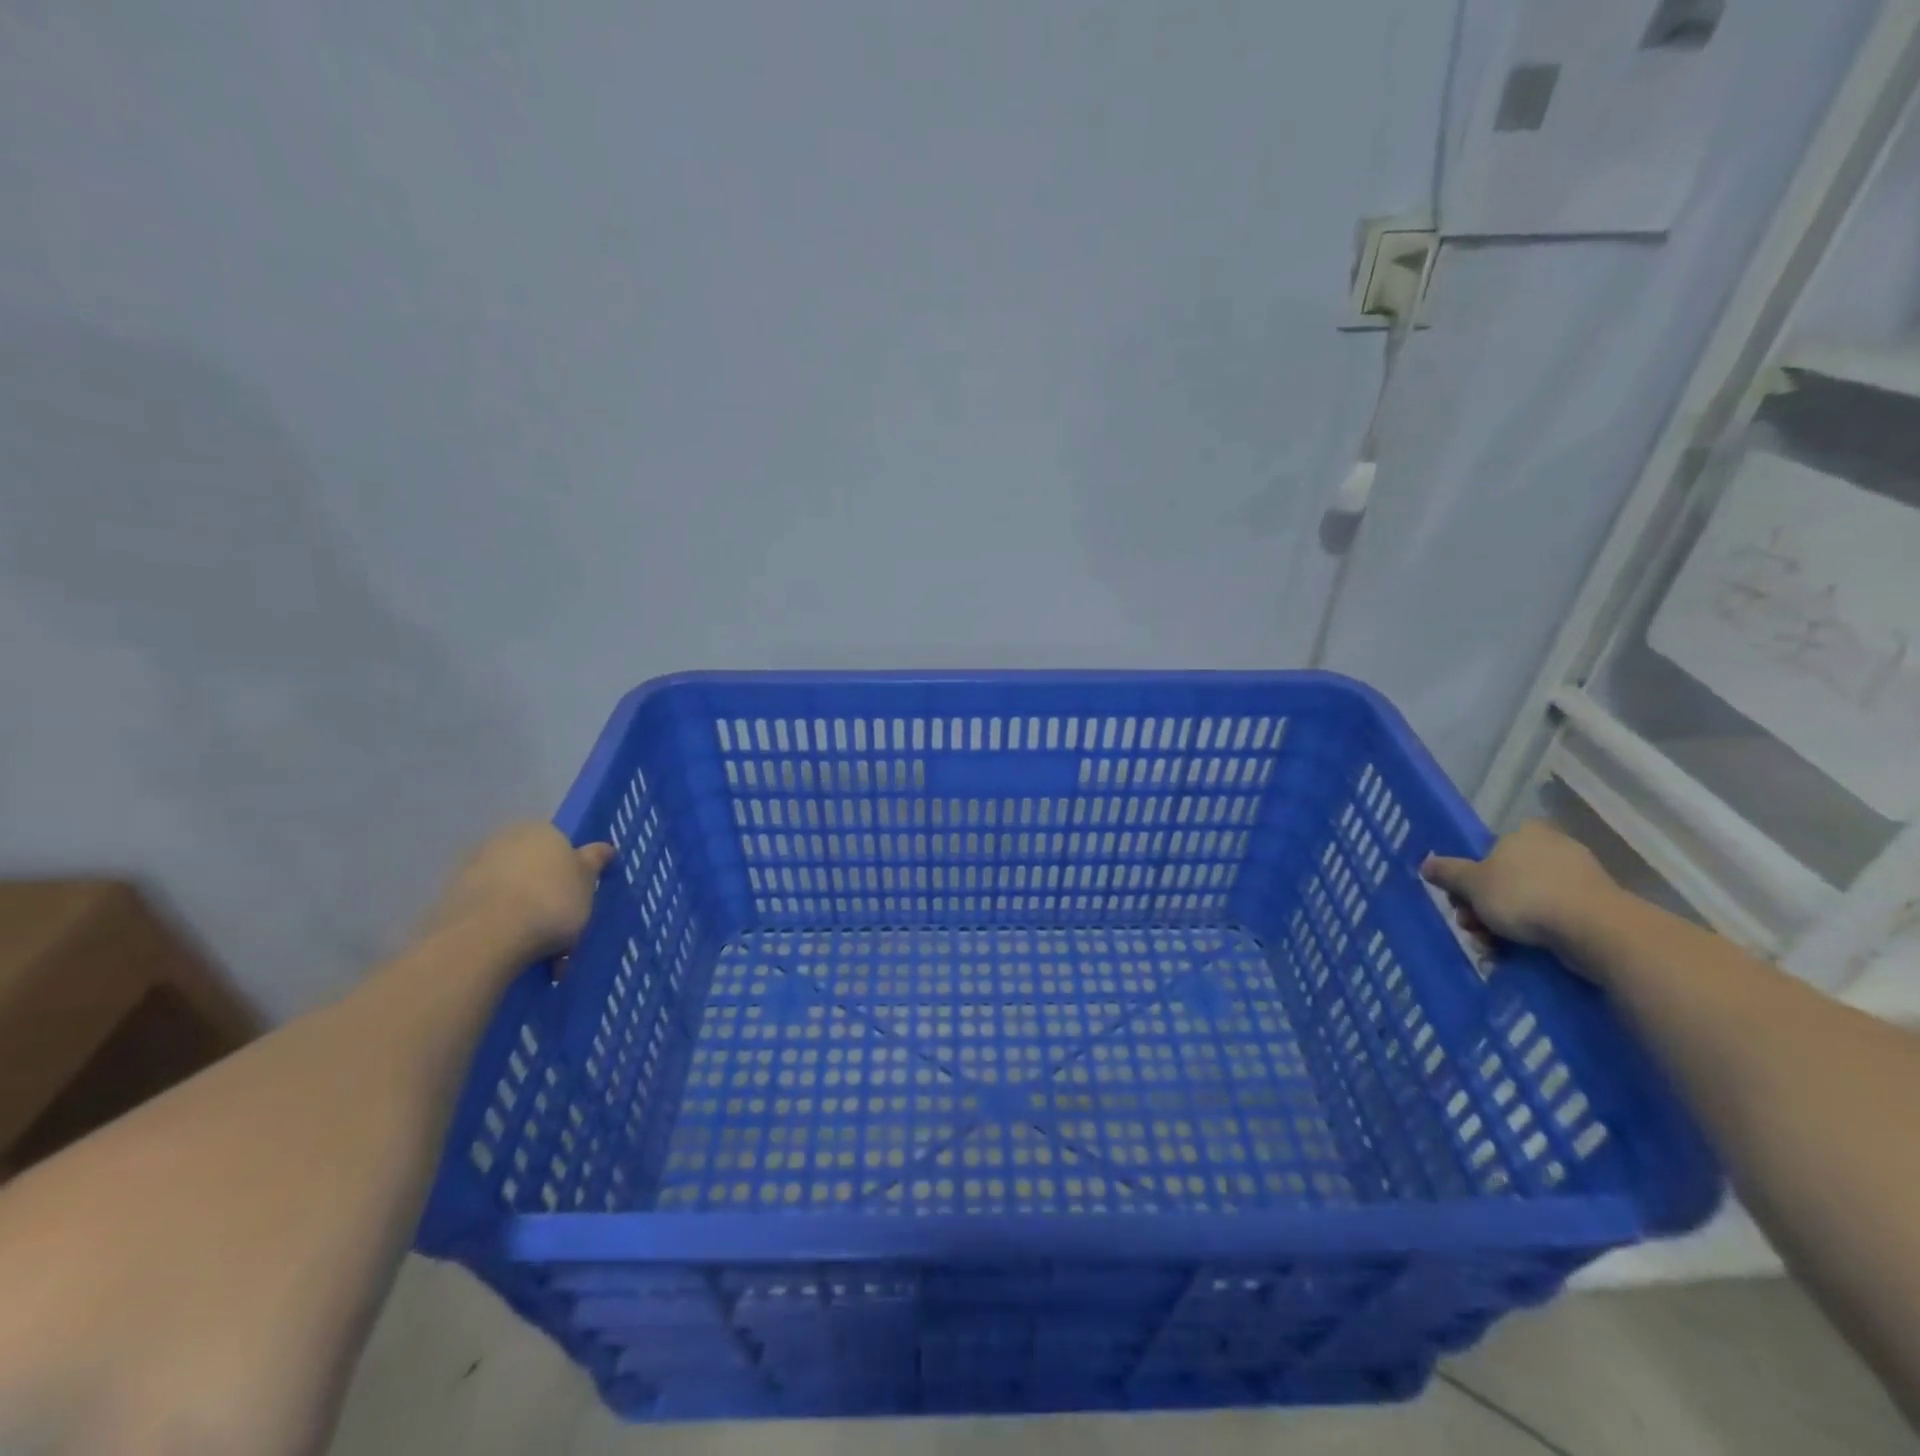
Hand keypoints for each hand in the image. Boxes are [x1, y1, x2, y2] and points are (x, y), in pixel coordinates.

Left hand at [427, 822, 614, 956]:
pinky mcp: (451, 899)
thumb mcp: (588, 883)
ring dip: (526, 917)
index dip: (574, 876)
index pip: (563, 847)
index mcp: (542, 831)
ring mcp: (474, 869)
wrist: (486, 937)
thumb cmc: (551, 902)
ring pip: (512, 893)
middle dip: (548, 896)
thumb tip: (603, 848)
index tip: (581, 903)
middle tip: (564, 930)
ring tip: (543, 955)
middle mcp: (505, 841)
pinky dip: (503, 929)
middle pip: (535, 869)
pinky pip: (490, 913)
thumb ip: (594, 862)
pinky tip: (516, 954)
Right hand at [1422, 820, 1621, 953]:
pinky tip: (1515, 954)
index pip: (1490, 849)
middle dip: (1482, 907)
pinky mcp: (1596, 908)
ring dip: (1501, 926)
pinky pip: (1552, 919)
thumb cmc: (1524, 895)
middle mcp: (1554, 849)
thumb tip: (1427, 864)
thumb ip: (1447, 872)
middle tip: (1471, 927)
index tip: (1462, 899)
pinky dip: (1531, 935)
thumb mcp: (1471, 883)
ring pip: (1525, 902)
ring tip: (1491, 949)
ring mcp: (1579, 879)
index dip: (1471, 875)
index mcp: (1525, 833)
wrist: (1595, 930)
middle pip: (1504, 879)